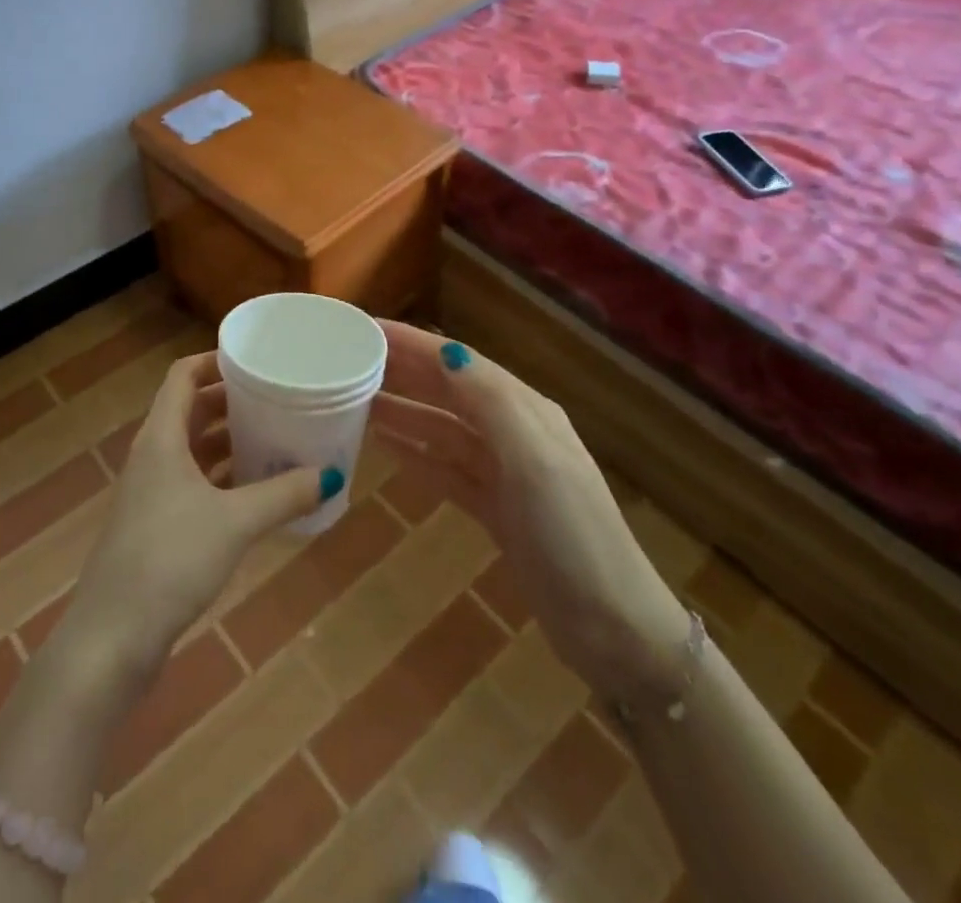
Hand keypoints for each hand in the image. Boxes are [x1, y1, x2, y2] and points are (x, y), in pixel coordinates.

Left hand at [55, 352, 335, 693]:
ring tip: (275, 439)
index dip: (214, 360)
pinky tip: (257, 494)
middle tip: (276, 398)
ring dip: (229, 443)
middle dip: (231, 402)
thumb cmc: (170, 560)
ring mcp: (152, 493)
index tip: (255, 359)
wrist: (112, 638)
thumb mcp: (235, 522)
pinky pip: (195, 485)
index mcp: (161, 438)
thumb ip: (284, 495)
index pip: (183, 376)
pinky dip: (223, 480)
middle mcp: (153, 456)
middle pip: (191, 411)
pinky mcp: (156, 526)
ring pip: (194, 450)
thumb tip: (331, 475)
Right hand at [369, 321, 686, 698]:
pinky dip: (414, 453)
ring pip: (441, 428)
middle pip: (447, 390)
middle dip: (401, 371)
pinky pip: (444, 468)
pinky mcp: (495, 509)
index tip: (362, 330)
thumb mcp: (535, 461)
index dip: (411, 343)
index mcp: (523, 410)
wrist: (614, 630)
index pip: (457, 361)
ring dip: (400, 411)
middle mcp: (512, 431)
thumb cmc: (572, 536)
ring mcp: (504, 472)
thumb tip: (445, 349)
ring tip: (352, 401)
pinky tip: (382, 446)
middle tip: (346, 362)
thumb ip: (490, 402)